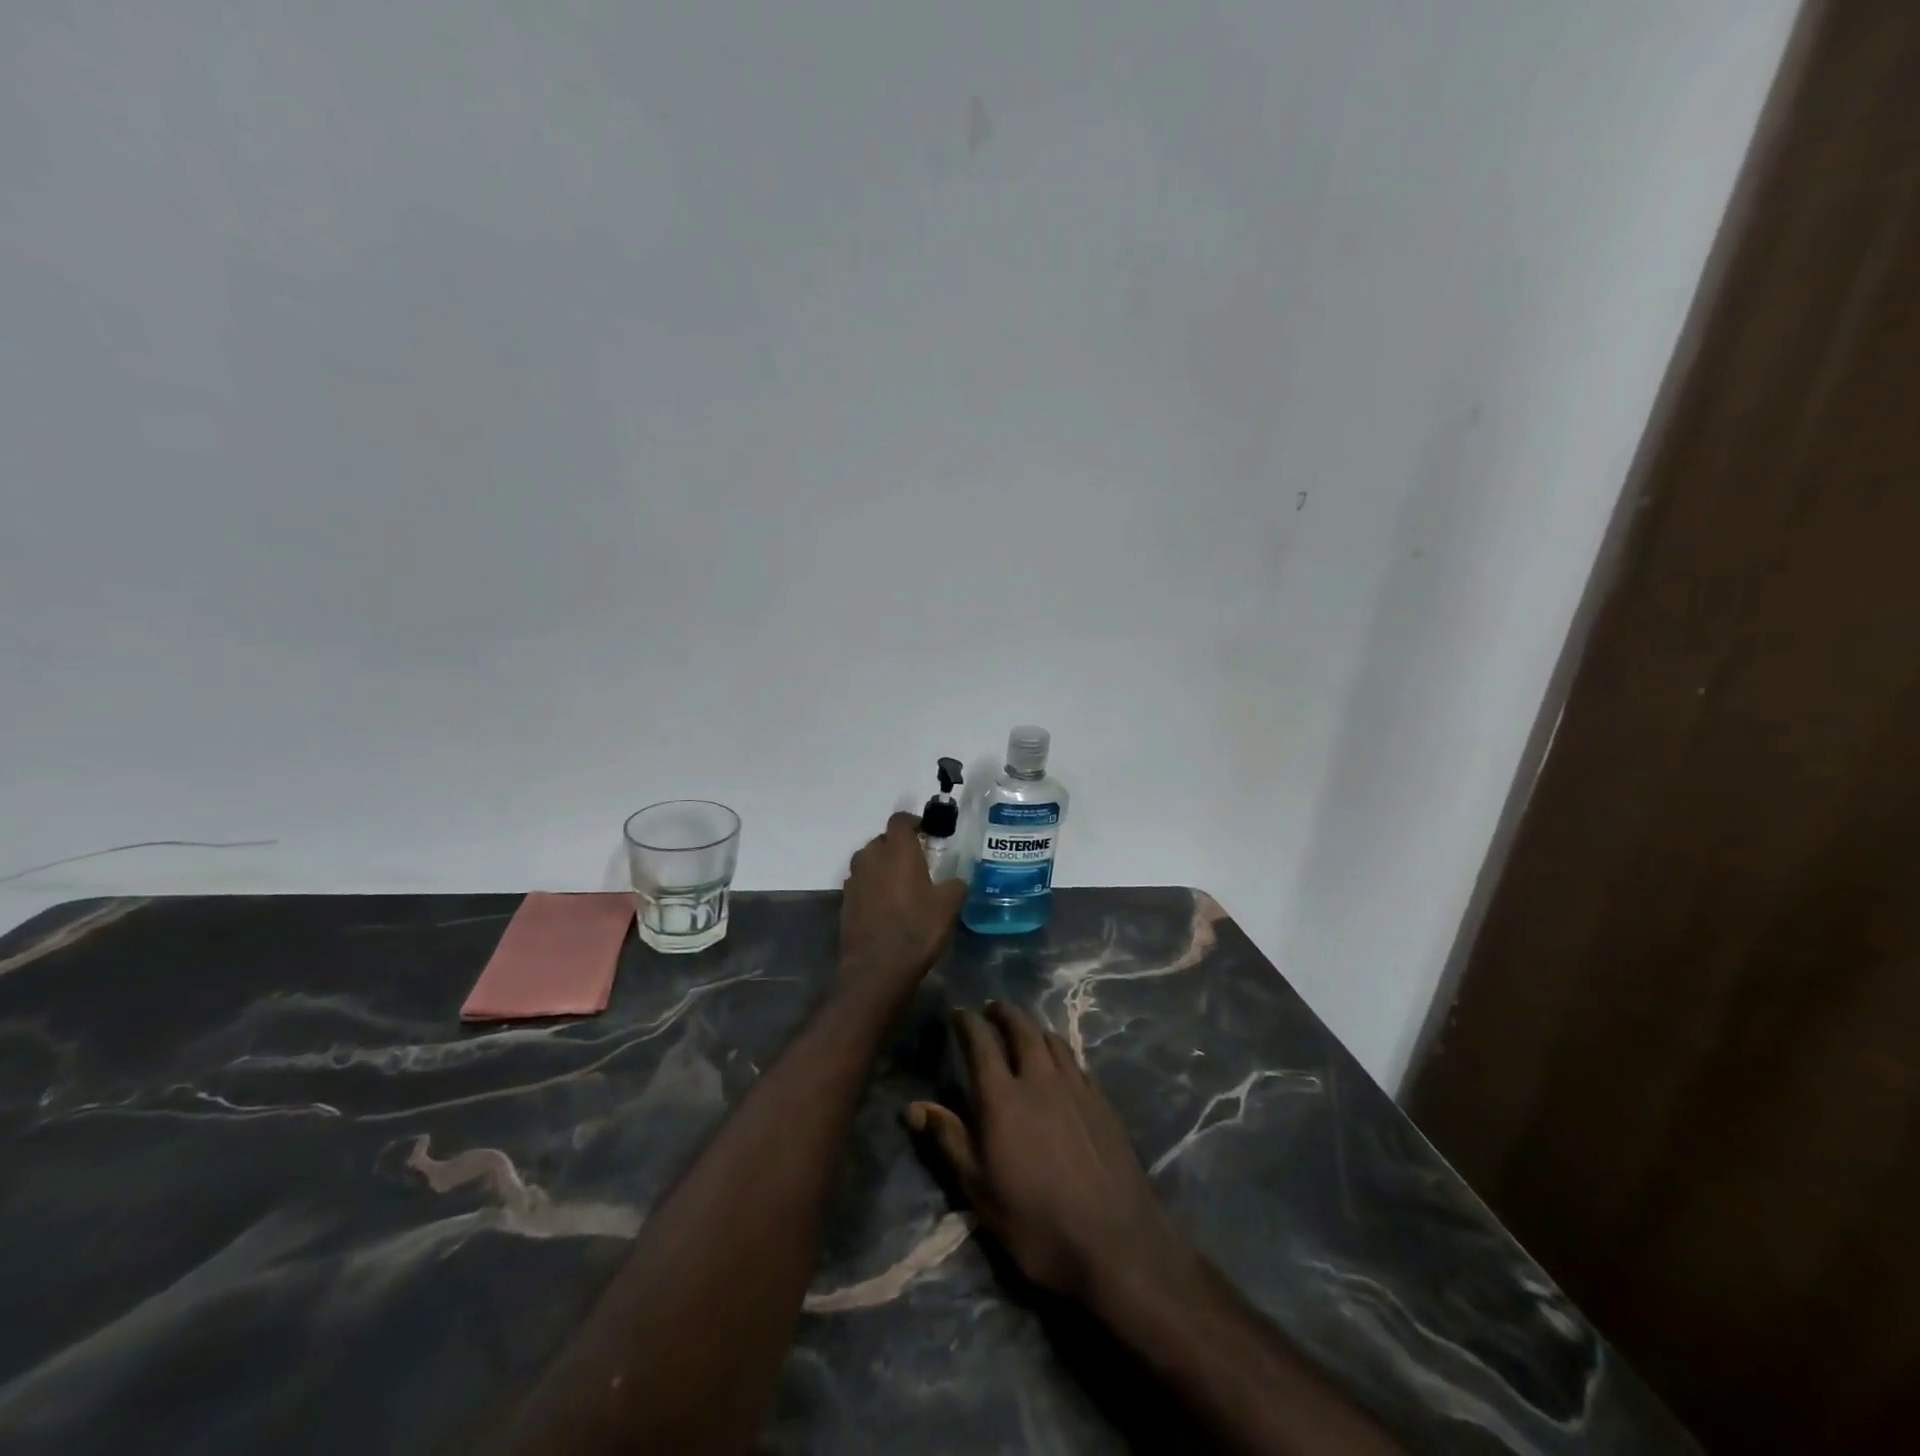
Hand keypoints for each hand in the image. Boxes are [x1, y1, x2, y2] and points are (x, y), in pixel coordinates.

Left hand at [839, 813, 967, 995]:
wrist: (877, 968)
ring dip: (882, 865)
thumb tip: (955, 881)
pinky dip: (871, 886)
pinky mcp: (845, 901)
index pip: (900, 820)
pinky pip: (860, 883)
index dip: (913, 822)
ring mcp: (854, 879)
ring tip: (900, 883)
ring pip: (868, 861)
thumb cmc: (917, 929)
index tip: (926, 833)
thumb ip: (954, 885)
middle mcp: (871, 858)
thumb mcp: (948, 906)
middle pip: (882, 840)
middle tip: (917, 861)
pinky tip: (885, 905)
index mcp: (897, 851)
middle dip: (898, 846)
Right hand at [908, 1002, 1191, 1304]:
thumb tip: (914, 1106)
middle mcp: (1039, 1079)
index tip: (958, 1013)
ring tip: (1024, 1032)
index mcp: (1002, 1098)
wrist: (1115, 1243)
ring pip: (1052, 1040)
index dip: (967, 1022)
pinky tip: (1060, 1066)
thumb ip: (949, 1140)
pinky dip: (1060, 1052)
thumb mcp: (980, 1190)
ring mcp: (1076, 1087)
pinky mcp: (1102, 1102)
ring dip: (1033, 1028)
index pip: (980, 1042)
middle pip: (1021, 1028)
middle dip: (1003, 1013)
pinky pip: (1076, 1061)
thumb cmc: (1036, 1223)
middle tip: (992, 1009)